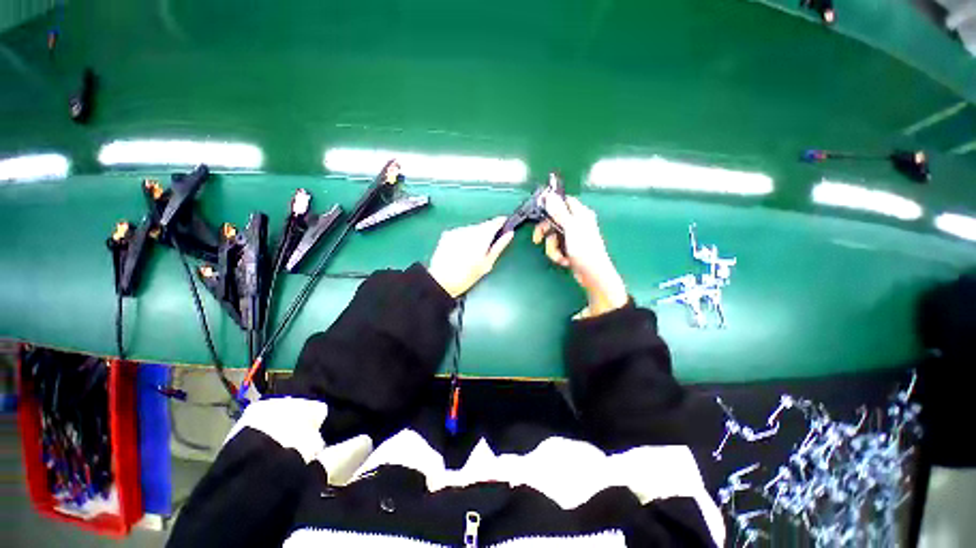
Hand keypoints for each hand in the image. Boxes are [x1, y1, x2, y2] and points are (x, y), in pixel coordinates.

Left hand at [428, 217, 514, 298]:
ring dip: (475, 235)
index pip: (494, 222)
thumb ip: (499, 246)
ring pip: (472, 229)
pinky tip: (463, 250)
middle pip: (482, 225)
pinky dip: (465, 238)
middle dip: (487, 232)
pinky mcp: (447, 234)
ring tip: (473, 252)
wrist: (441, 281)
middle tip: (488, 247)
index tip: (505, 224)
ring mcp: (457, 231)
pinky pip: (461, 232)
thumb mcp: (487, 263)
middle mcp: (469, 230)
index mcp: (481, 237)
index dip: (501, 222)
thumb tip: (509, 234)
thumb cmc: (466, 276)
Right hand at [533, 195, 627, 317]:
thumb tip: (549, 195)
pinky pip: (556, 247)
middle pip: (553, 220)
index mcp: (580, 213)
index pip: (563, 201)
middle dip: (546, 233)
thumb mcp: (570, 228)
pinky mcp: (569, 248)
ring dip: (552, 248)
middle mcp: (576, 223)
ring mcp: (572, 237)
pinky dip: (557, 254)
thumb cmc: (585, 249)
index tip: (539, 212)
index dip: (551, 205)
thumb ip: (559, 212)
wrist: (592, 274)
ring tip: (560, 256)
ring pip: (553, 236)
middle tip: (538, 239)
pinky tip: (564, 261)